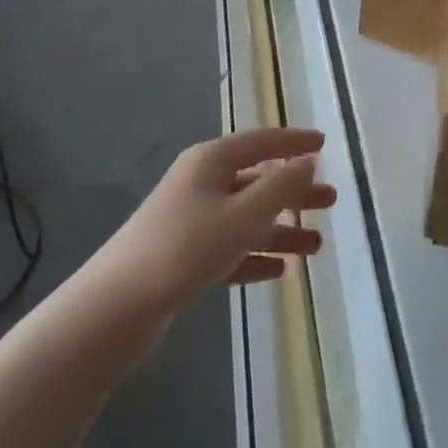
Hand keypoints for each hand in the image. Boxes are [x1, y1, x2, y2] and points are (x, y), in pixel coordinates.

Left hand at [102, 128, 334, 313]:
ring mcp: (190, 220)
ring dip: (281, 230)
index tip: (324, 143)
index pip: (262, 141)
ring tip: (316, 246)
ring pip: (247, 218)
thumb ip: (282, 186)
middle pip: (258, 180)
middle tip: (331, 200)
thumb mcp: (244, 214)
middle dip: (295, 191)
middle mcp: (201, 183)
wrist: (116, 306)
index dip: (295, 141)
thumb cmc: (187, 247)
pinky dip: (255, 256)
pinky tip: (280, 271)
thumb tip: (309, 160)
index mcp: (212, 161)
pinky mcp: (183, 255)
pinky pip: (230, 248)